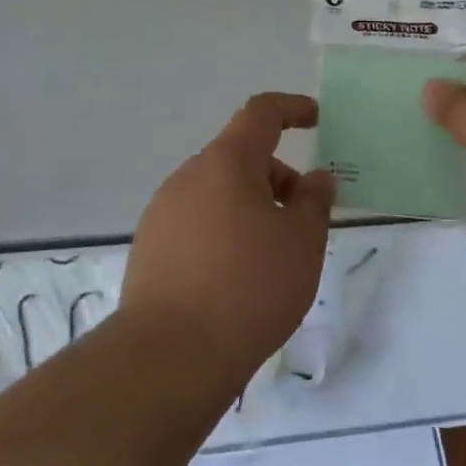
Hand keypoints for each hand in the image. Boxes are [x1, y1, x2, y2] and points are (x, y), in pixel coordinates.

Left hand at [121, 93, 335, 389]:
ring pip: (217, 193)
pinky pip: (196, 223)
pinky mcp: (150, 248)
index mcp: (226, 162)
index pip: (261, 113)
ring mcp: (162, 212)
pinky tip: (235, 279)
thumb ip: (314, 202)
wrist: (168, 356)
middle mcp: (188, 177)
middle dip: (276, 178)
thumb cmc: (248, 288)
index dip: (291, 108)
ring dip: (250, 208)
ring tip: (271, 258)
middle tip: (303, 222)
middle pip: (239, 158)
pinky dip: (223, 232)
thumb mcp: (302, 243)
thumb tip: (315, 178)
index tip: (316, 119)